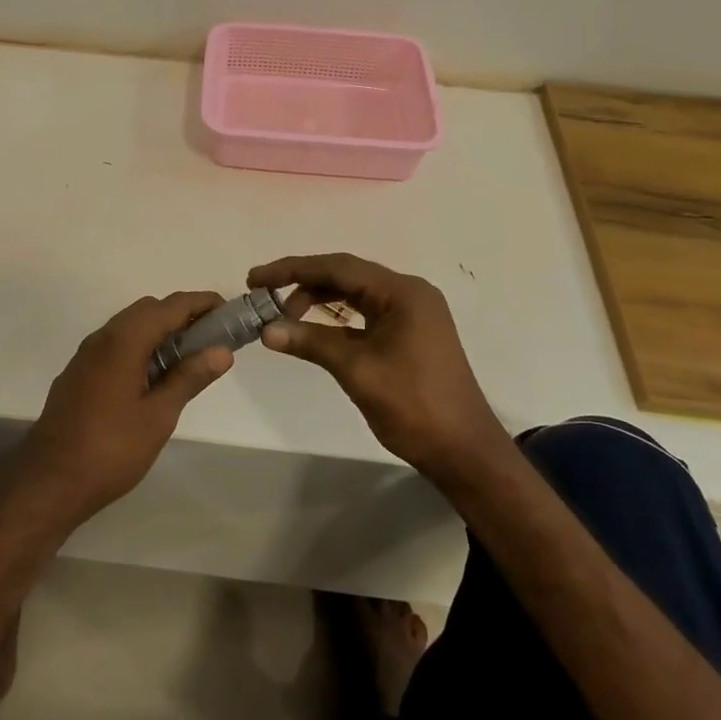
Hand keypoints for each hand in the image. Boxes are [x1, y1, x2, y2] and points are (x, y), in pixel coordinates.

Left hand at [9, 292, 234, 529]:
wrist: (48, 482)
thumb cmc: (110, 450)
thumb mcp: (158, 416)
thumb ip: (190, 378)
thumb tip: (222, 351)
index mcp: (124, 340)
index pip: (171, 305)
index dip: (202, 303)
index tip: (229, 311)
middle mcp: (103, 337)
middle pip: (149, 309)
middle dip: (182, 315)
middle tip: (212, 339)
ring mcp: (86, 355)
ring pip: (129, 326)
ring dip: (160, 331)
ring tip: (188, 360)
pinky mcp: (78, 373)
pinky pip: (115, 344)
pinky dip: (140, 346)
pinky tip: (152, 378)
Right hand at [247, 254, 510, 484]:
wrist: (464, 452)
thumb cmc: (414, 406)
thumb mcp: (356, 370)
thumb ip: (311, 342)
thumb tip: (266, 329)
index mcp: (402, 292)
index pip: (337, 267)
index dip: (292, 269)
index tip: (256, 278)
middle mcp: (409, 293)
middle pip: (346, 275)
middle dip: (303, 283)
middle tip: (264, 296)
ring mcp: (413, 313)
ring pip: (355, 293)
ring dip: (319, 300)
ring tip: (284, 316)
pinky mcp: (411, 333)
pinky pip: (366, 313)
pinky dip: (338, 318)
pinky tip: (316, 328)